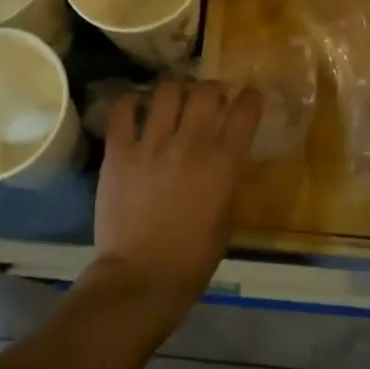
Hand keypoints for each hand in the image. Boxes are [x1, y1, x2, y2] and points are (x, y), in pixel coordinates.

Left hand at [90, 80, 262, 318]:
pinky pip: (123, 112)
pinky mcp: (119, 152)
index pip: (245, 110)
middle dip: (212, 89)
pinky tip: (134, 109)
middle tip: (209, 98)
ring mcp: (152, 145)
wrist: (141, 279)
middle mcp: (191, 144)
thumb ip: (227, 181)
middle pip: (206, 92)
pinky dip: (130, 105)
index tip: (247, 97)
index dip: (249, 97)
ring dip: (175, 91)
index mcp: (224, 163)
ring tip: (172, 100)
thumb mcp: (226, 219)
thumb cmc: (193, 259)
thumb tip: (223, 160)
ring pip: (167, 92)